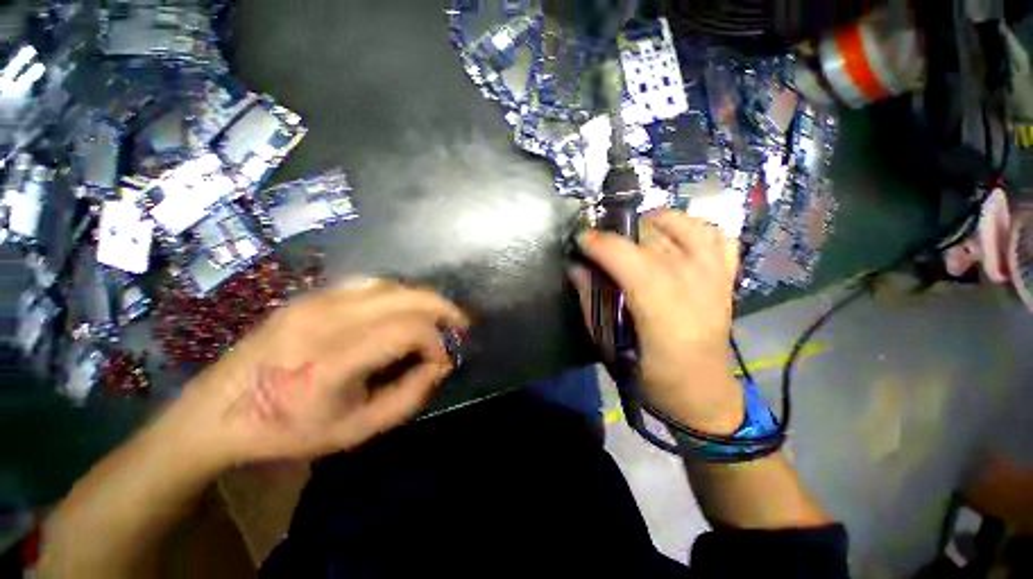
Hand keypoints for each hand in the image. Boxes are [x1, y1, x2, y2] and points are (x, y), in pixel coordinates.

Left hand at [163, 280, 468, 466]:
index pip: (409, 330)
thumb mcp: (356, 431)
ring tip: (434, 319)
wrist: (216, 413)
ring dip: (421, 300)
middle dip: (442, 308)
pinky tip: (400, 311)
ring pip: (391, 285)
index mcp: (333, 359)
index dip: (437, 342)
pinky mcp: (309, 296)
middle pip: (406, 296)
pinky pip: (369, 285)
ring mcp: (315, 301)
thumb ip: (409, 396)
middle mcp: (326, 319)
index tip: (442, 361)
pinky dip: (397, 295)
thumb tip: (439, 364)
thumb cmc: (287, 430)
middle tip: (459, 325)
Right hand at [570, 210, 743, 433]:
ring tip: (635, 235)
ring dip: (653, 222)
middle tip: (601, 245)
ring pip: (684, 224)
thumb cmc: (652, 376)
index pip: (625, 256)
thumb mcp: (611, 345)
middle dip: (618, 232)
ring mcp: (714, 275)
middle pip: (651, 235)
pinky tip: (675, 237)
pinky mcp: (726, 277)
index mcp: (660, 304)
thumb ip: (591, 302)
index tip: (579, 239)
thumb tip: (576, 269)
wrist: (703, 392)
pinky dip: (693, 228)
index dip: (598, 242)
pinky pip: (715, 235)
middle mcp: (691, 281)